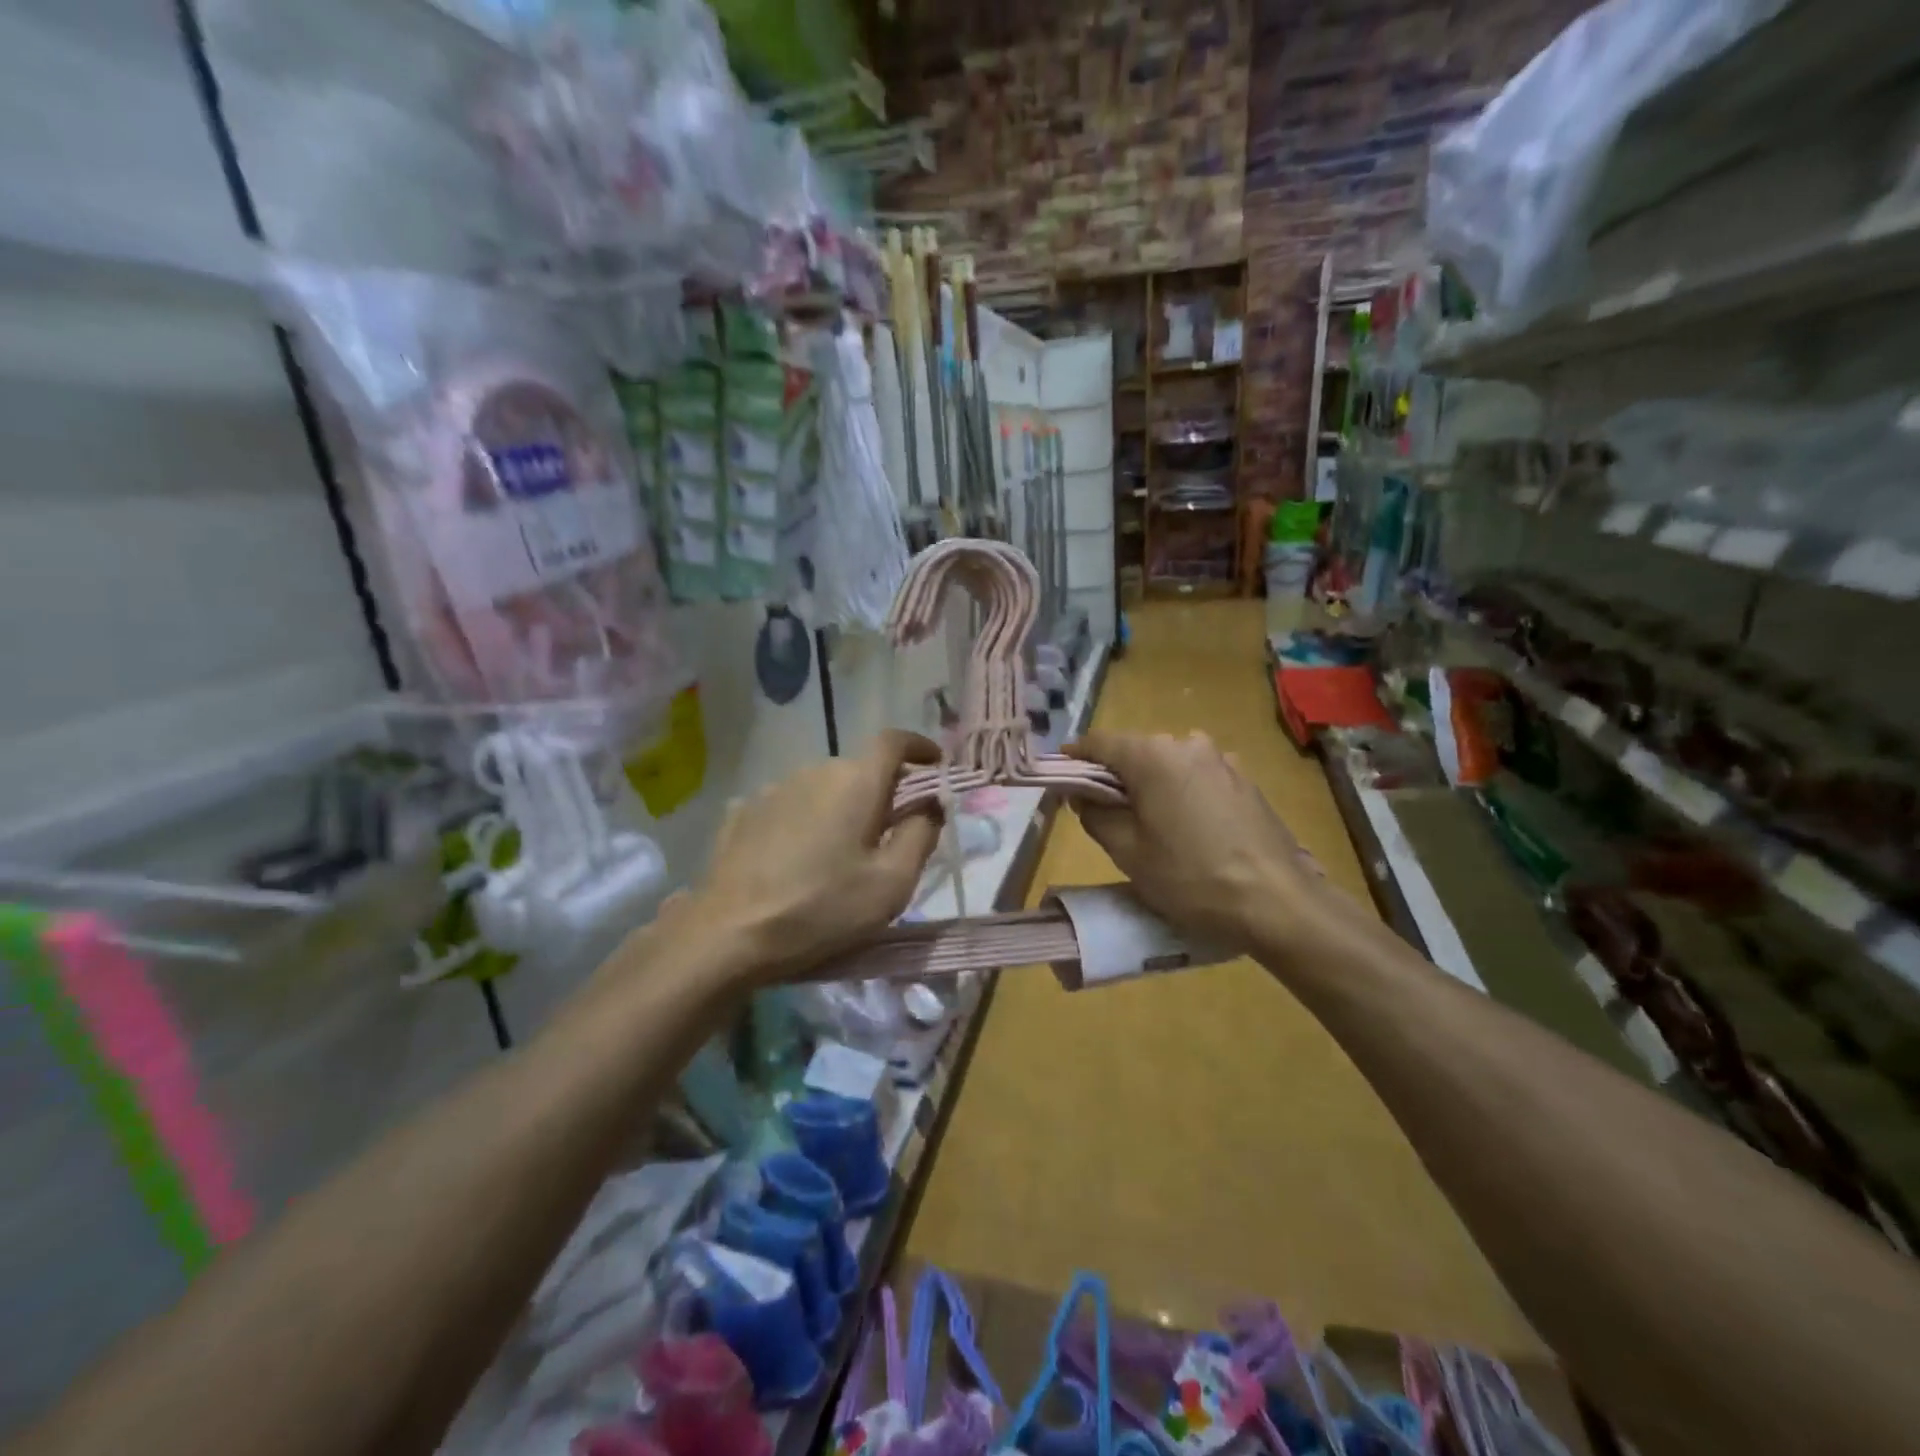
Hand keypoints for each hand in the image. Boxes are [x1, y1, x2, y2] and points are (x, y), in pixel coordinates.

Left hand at [682, 729, 943, 982]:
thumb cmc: (822, 909)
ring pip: (823, 786)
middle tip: (891, 830)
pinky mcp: (743, 812)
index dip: (919, 747)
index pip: (894, 741)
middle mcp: (815, 771)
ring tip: (840, 850)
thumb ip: (921, 834)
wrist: (729, 935)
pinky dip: (806, 819)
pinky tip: (798, 857)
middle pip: (859, 768)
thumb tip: (931, 804)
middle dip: (882, 789)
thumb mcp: (891, 883)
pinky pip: (790, 804)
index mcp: (856, 782)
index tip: (933, 763)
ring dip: (842, 806)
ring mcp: (773, 789)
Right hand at [1066, 731, 1331, 952]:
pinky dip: (1181, 792)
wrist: (1277, 902)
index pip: (1100, 743)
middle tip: (1102, 810)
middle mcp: (1187, 743)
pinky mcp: (1245, 780)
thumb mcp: (1127, 852)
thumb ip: (1095, 814)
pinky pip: (1198, 777)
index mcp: (1153, 755)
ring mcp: (1222, 760)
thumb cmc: (1191, 877)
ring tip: (1149, 823)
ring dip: (1151, 784)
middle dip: (1115, 775)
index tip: (1059, 775)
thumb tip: (1082, 794)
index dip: (1075, 758)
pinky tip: (1187, 827)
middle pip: (1136, 751)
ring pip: (1169, 764)